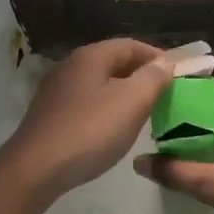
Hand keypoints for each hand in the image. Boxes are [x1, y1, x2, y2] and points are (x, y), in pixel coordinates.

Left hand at [0, 38, 174, 198]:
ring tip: (144, 111)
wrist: (36, 169)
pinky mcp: (49, 114)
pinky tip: (113, 127)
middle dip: (140, 74)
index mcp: (90, 56)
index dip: (157, 56)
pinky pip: (86, 102)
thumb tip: (165, 64)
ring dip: (123, 92)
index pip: (130, 45)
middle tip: (164, 93)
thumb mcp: (131, 103)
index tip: (177, 74)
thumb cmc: (90, 131)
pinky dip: (105, 107)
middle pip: (113, 62)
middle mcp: (70, 66)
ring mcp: (56, 90)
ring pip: (99, 83)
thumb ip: (153, 79)